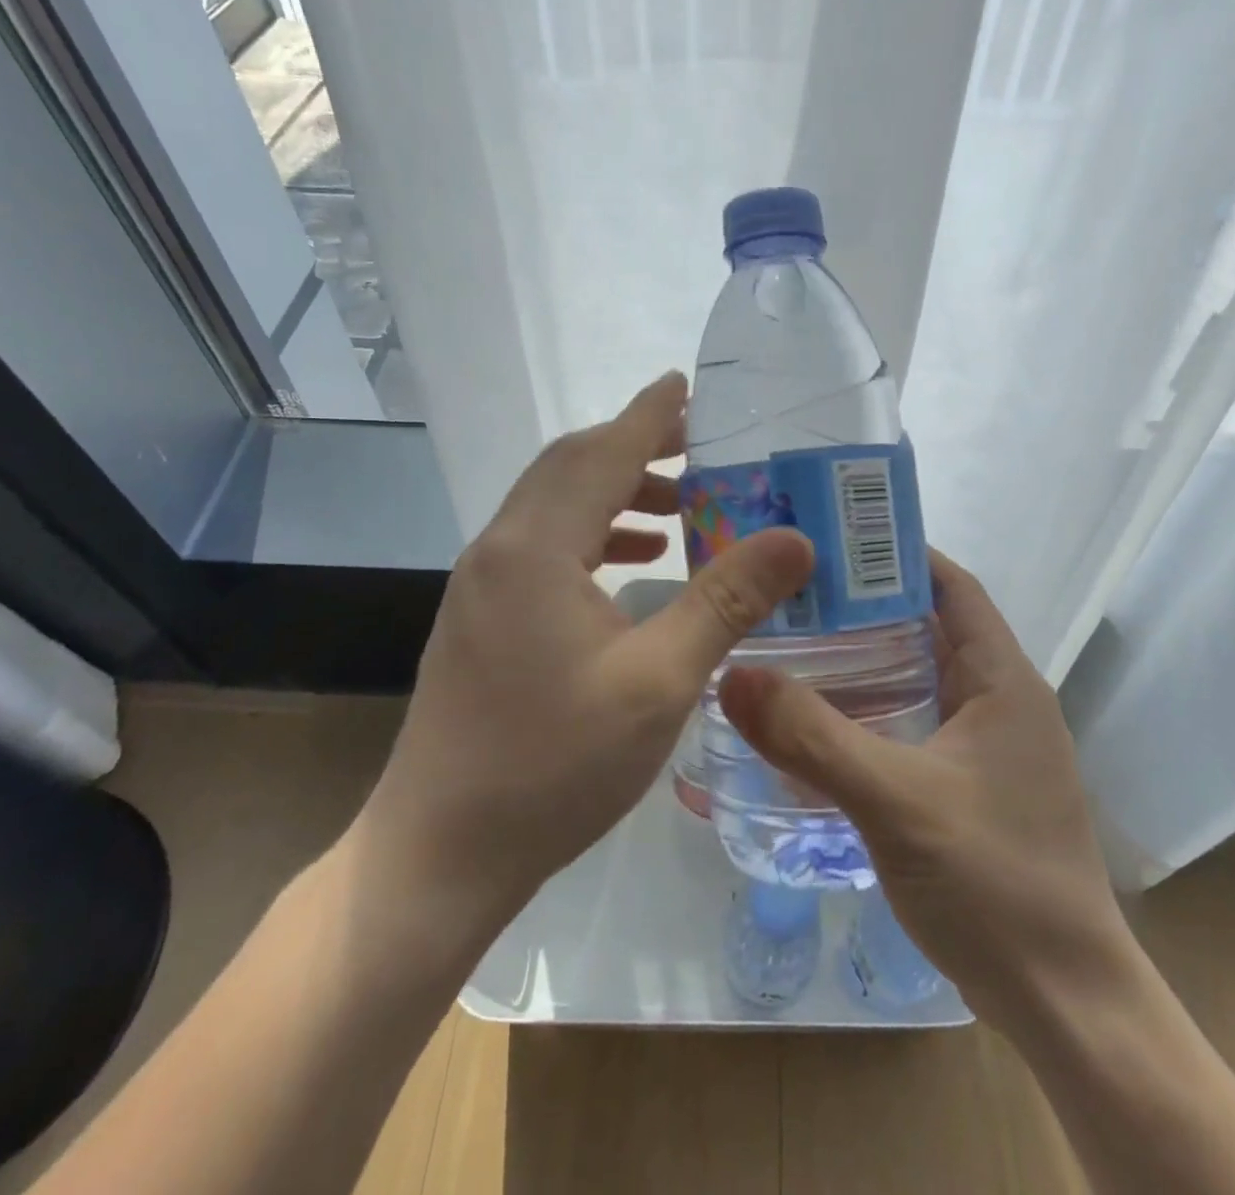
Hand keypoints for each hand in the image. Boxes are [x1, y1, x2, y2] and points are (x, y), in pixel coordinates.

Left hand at [351, 371, 813, 946]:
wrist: (440, 851)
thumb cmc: (553, 765)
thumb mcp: (657, 682)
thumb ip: (725, 601)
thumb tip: (793, 539)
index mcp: (536, 548)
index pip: (601, 452)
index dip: (648, 414)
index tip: (687, 383)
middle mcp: (499, 548)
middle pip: (571, 467)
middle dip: (634, 446)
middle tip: (699, 447)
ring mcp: (481, 583)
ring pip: (553, 506)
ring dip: (614, 492)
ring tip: (679, 506)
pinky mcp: (479, 616)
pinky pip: (542, 545)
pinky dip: (591, 534)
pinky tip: (631, 564)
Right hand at [718, 550, 1125, 1015]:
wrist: (1064, 1004)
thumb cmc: (994, 883)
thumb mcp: (894, 800)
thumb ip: (811, 737)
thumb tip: (732, 676)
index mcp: (1003, 680)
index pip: (952, 586)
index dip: (898, 553)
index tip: (830, 541)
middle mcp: (1002, 701)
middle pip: (929, 628)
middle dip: (865, 606)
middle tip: (791, 595)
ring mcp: (989, 748)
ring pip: (920, 679)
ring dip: (865, 661)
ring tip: (792, 646)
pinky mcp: (973, 788)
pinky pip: (916, 725)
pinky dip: (873, 713)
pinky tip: (820, 725)